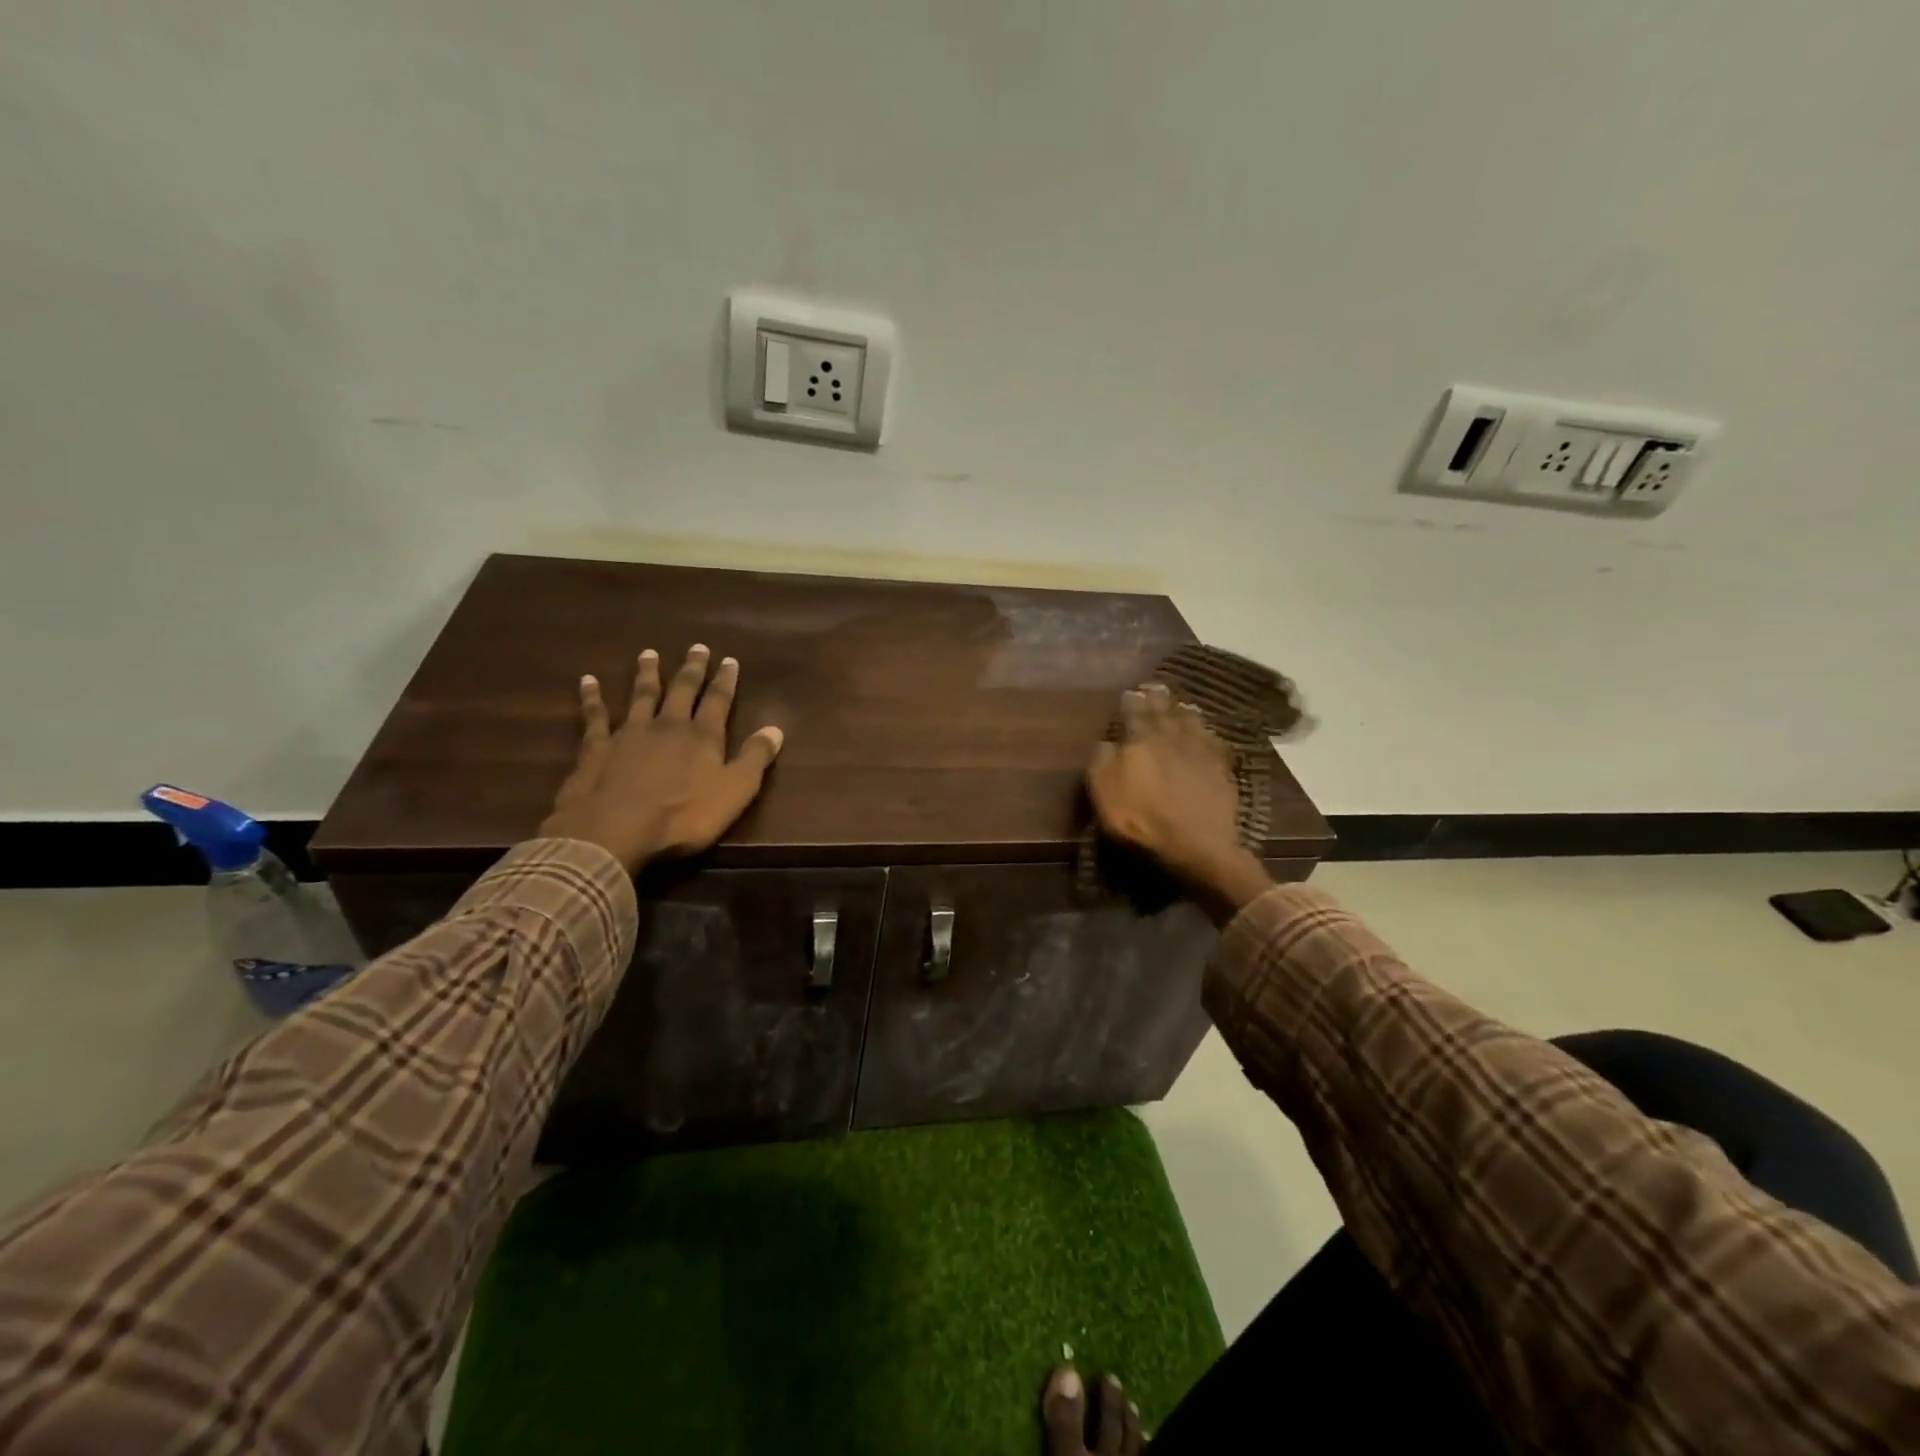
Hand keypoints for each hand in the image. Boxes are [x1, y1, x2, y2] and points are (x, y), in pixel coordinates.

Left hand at [539, 645, 783, 872]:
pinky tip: (588, 681)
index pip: (718, 701)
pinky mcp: (597, 747)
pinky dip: (592, 697)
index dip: (725, 680)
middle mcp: (668, 725)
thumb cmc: (683, 816)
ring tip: (648, 653)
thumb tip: (775, 729)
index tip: (729, 660)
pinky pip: (595, 716)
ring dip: (647, 674)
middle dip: (691, 669)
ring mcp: (629, 733)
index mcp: (703, 736)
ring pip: (641, 695)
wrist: (615, 829)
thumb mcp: (735, 791)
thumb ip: (755, 758)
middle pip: (682, 690)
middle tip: (697, 647)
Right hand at [1086, 682, 1271, 924]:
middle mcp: (1171, 736)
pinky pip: (1214, 741)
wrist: (1196, 844)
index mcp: (1141, 739)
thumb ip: (1102, 761)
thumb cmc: (1141, 819)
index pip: (1135, 711)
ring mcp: (1200, 750)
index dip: (1131, 700)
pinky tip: (1208, 733)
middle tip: (1155, 687)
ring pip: (1192, 721)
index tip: (1130, 691)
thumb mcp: (1105, 792)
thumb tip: (1107, 741)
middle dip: (1158, 697)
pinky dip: (1208, 733)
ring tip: (1182, 704)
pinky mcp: (1222, 768)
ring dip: (1184, 710)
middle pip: (1165, 710)